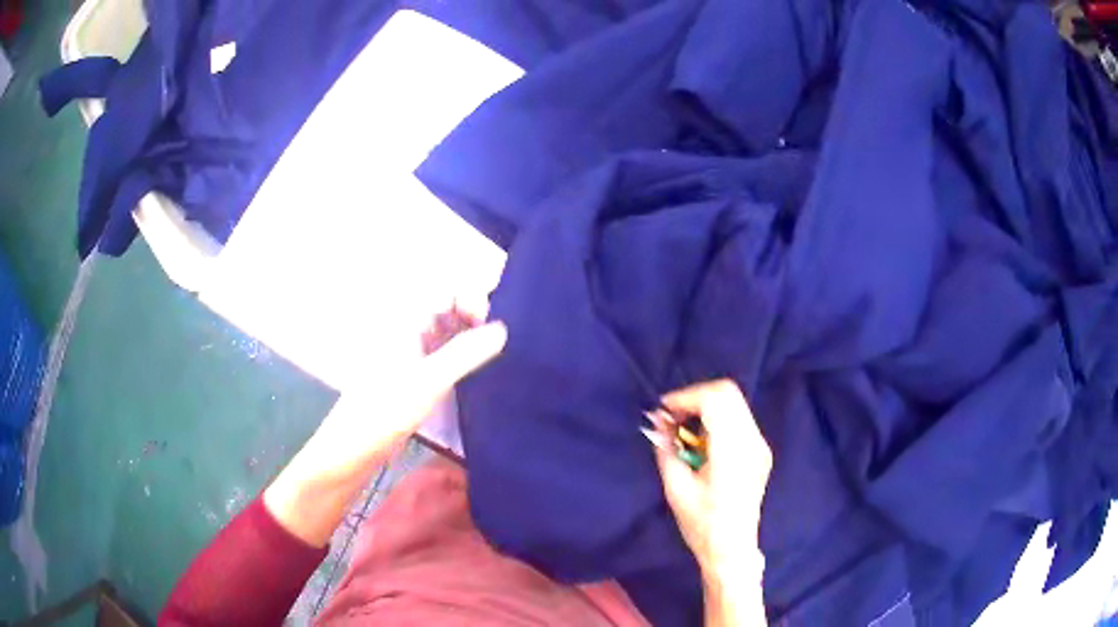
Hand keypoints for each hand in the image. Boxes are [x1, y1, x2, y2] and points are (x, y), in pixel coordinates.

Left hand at [264, 316, 506, 546]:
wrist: (352, 449)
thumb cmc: (383, 411)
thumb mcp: (429, 382)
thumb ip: (466, 353)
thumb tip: (503, 329)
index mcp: (405, 320)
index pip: (445, 289)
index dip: (472, 298)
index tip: (494, 325)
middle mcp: (408, 329)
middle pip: (449, 306)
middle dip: (477, 316)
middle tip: (501, 342)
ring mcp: (411, 351)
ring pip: (449, 331)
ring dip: (472, 337)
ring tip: (498, 354)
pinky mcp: (415, 374)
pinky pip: (445, 353)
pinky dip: (464, 356)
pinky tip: (480, 370)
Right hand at [650, 380, 770, 625]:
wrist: (732, 548)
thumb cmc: (701, 524)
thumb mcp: (676, 489)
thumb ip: (666, 450)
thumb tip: (657, 420)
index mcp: (732, 451)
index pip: (716, 400)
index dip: (686, 397)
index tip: (664, 411)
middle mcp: (752, 442)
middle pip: (727, 393)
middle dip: (695, 397)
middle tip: (672, 417)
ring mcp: (760, 445)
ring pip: (734, 403)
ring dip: (706, 406)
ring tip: (683, 428)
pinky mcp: (760, 451)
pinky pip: (739, 418)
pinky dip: (717, 418)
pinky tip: (700, 439)